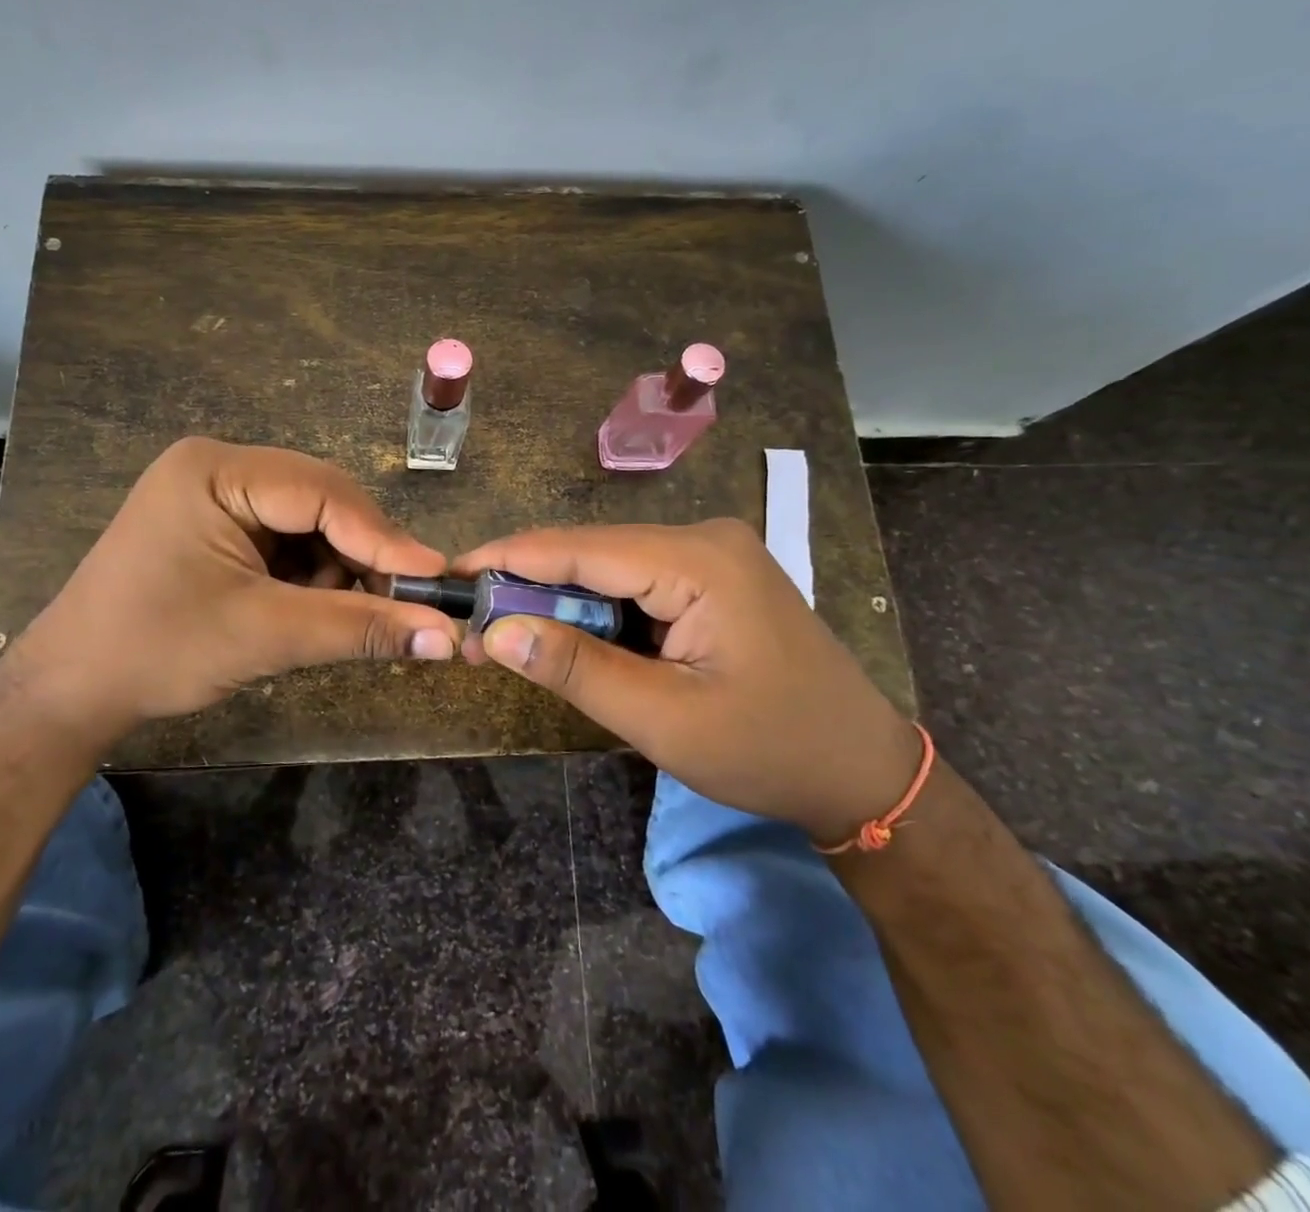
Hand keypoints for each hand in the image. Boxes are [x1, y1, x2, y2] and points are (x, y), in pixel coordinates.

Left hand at [0, 438, 463, 757]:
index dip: (383, 538)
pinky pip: (288, 540)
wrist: (71, 691)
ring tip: (331, 618)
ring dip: (335, 571)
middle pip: (322, 502)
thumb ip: (360, 628)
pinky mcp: (219, 526)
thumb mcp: (266, 636)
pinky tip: (303, 610)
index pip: (323, 492)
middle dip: (358, 556)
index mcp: (217, 470)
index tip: (433, 580)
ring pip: (311, 523)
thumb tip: (445, 637)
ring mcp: (217, 495)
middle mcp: (219, 467)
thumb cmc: (158, 652)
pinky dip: (309, 576)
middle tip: (397, 606)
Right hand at [454, 520, 921, 841]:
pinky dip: (596, 610)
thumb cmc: (768, 749)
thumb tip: (494, 634)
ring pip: (609, 567)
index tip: (450, 575)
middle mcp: (703, 538)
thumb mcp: (664, 720)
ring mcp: (711, 554)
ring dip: (560, 602)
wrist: (859, 771)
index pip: (581, 548)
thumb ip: (576, 670)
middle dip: (530, 586)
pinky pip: (635, 582)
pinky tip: (567, 636)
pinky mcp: (712, 577)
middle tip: (473, 624)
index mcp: (699, 560)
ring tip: (508, 635)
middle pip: (592, 552)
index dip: (508, 559)